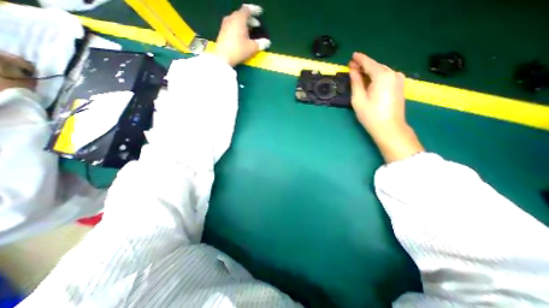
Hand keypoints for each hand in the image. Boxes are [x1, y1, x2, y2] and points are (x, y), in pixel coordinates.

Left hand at [212, 4, 268, 65]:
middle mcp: (231, 18)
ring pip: (236, 20)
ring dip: (244, 24)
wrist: (223, 57)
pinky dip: (239, 28)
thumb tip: (267, 42)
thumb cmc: (239, 50)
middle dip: (250, 19)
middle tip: (257, 25)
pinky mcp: (222, 32)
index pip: (248, 9)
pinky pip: (232, 26)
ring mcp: (225, 25)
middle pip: (241, 15)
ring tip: (250, 31)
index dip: (255, 10)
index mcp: (239, 19)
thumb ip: (261, 43)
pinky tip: (242, 36)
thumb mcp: (252, 48)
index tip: (260, 12)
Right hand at [347, 52, 422, 163]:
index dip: (359, 59)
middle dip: (363, 65)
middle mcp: (393, 74)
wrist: (390, 128)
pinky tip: (369, 80)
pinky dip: (376, 76)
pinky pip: (385, 77)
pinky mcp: (399, 86)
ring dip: (369, 71)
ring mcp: (398, 80)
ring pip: (381, 71)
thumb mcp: (358, 99)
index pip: (369, 63)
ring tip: (358, 73)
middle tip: (351, 67)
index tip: (352, 56)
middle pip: (375, 66)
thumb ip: (356, 82)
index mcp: (382, 76)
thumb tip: (352, 71)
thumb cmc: (371, 115)